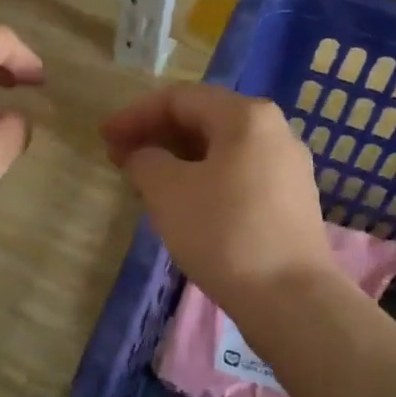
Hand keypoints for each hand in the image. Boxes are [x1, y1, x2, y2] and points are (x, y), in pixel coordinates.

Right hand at [101, 83, 336, 321]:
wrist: (290, 298)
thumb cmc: (223, 233)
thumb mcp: (168, 191)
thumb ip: (145, 160)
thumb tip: (144, 155)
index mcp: (246, 116)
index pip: (180, 99)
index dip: (135, 114)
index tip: (104, 137)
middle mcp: (274, 130)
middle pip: (204, 119)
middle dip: (157, 135)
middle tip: (119, 157)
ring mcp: (287, 166)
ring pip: (221, 149)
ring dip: (178, 158)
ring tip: (145, 181)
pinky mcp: (291, 200)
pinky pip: (238, 174)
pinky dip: (203, 178)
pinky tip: (183, 203)